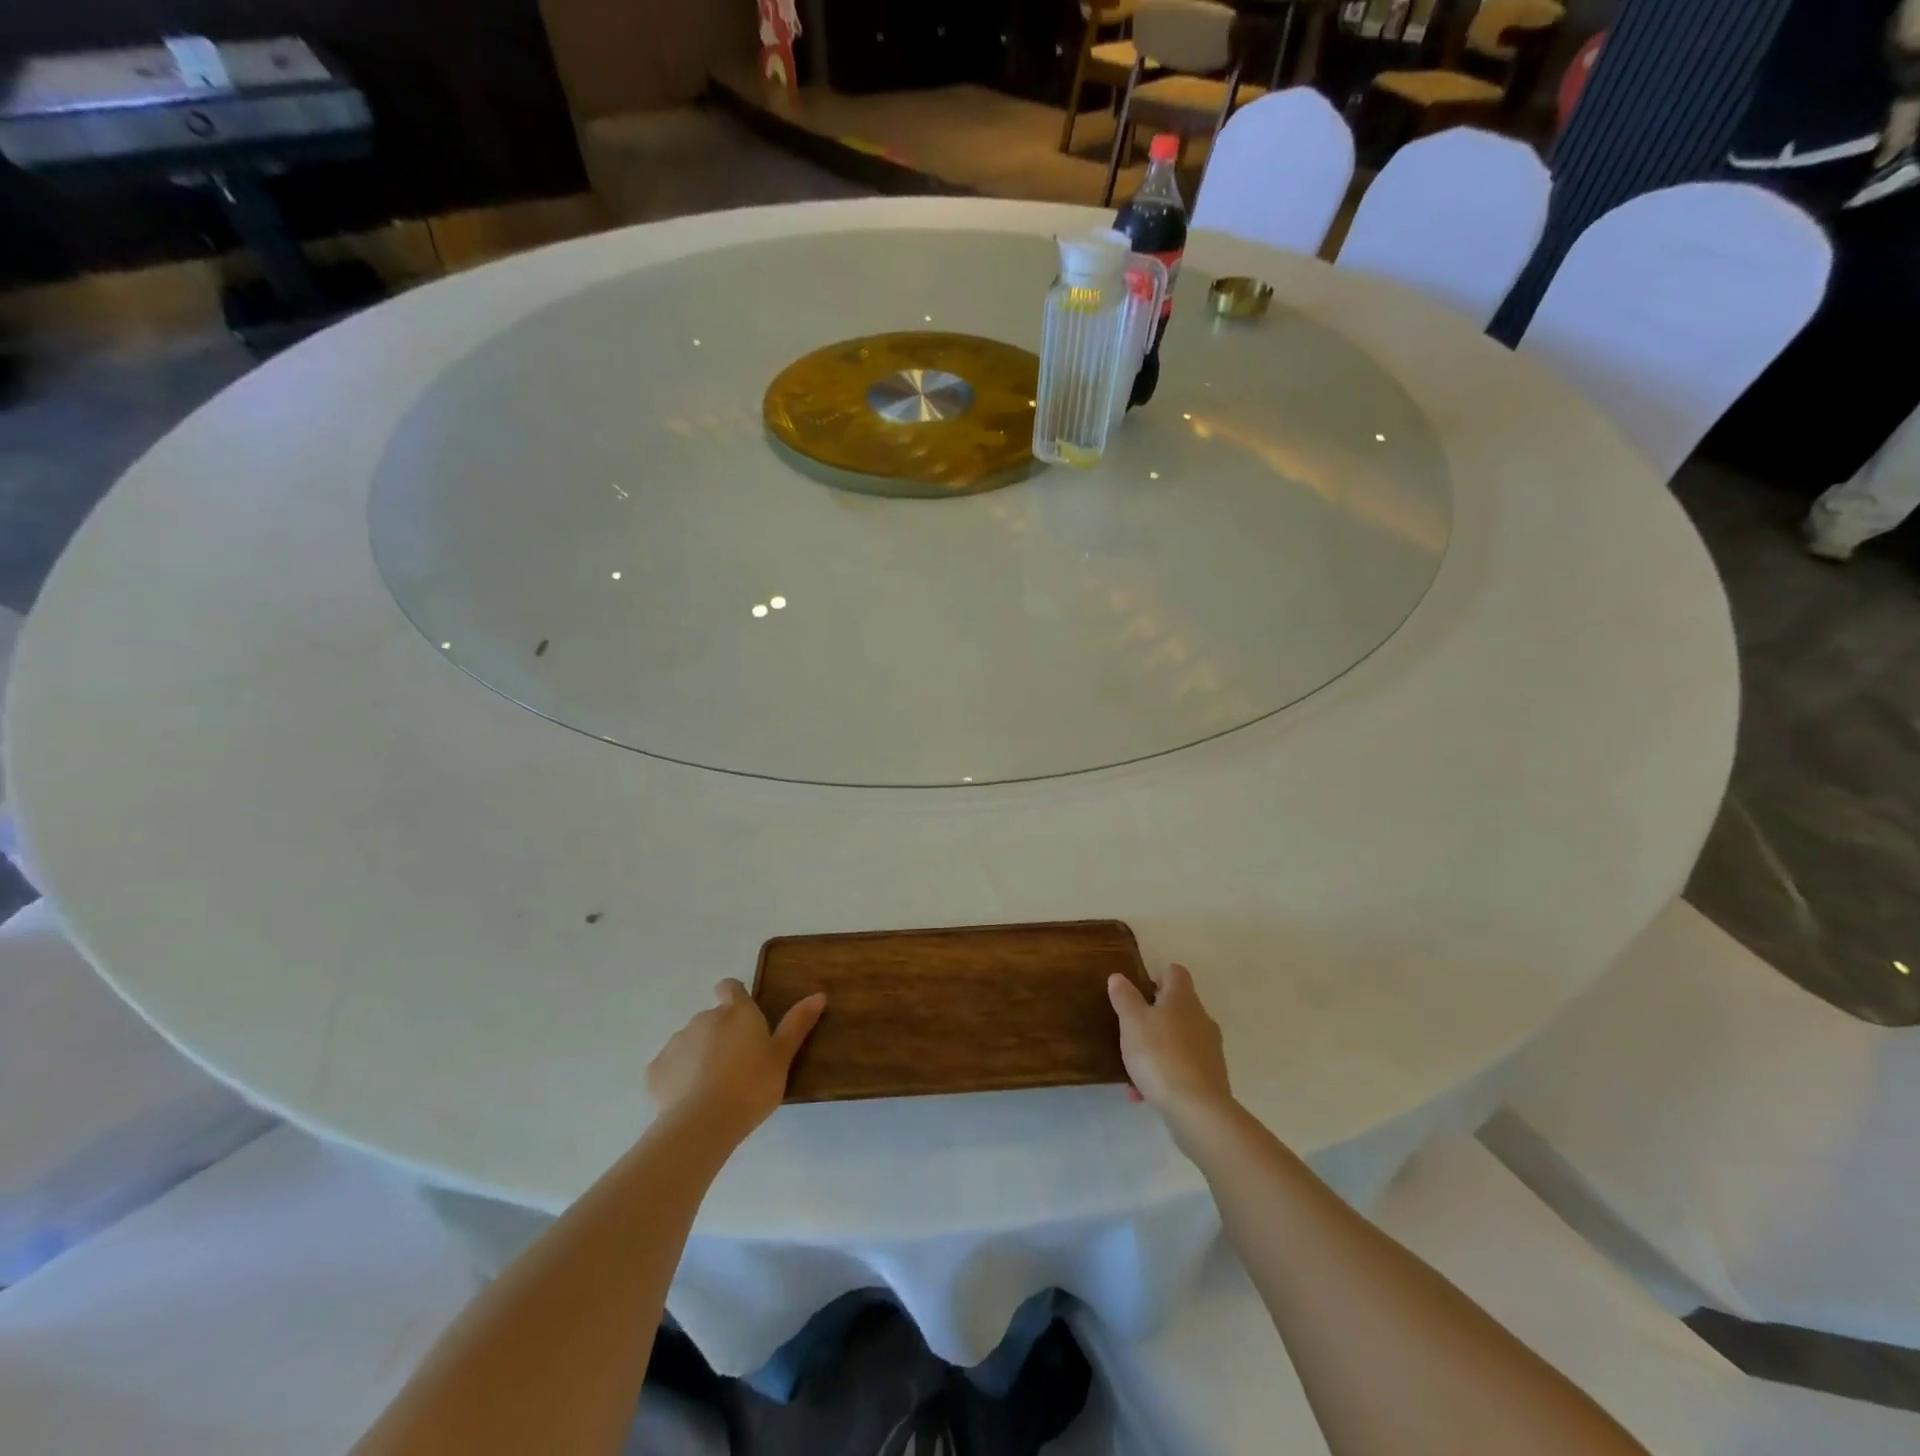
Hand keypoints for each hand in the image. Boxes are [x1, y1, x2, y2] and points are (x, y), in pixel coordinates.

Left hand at [646, 979, 825, 1142]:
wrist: (703, 1123)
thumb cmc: (752, 1085)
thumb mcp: (782, 1057)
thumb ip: (797, 1024)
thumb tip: (819, 994)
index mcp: (737, 1012)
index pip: (730, 987)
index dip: (734, 997)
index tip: (743, 1020)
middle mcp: (704, 1018)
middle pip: (712, 1019)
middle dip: (720, 1036)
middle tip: (736, 1067)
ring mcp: (677, 1042)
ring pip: (690, 1043)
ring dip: (699, 1056)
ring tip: (712, 1088)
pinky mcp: (655, 1069)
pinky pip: (668, 1068)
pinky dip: (677, 1078)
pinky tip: (688, 1101)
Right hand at [1109, 963, 1234, 1144]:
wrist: (1198, 1110)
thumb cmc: (1160, 1055)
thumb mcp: (1132, 1022)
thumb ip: (1124, 997)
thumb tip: (1119, 976)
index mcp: (1183, 999)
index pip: (1175, 972)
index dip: (1156, 976)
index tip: (1137, 991)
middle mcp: (1201, 1019)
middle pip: (1177, 1007)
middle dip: (1153, 1017)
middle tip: (1129, 1030)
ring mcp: (1209, 1049)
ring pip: (1177, 1040)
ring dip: (1155, 1049)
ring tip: (1132, 1070)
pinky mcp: (1211, 1077)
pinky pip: (1182, 1068)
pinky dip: (1164, 1074)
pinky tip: (1143, 1094)